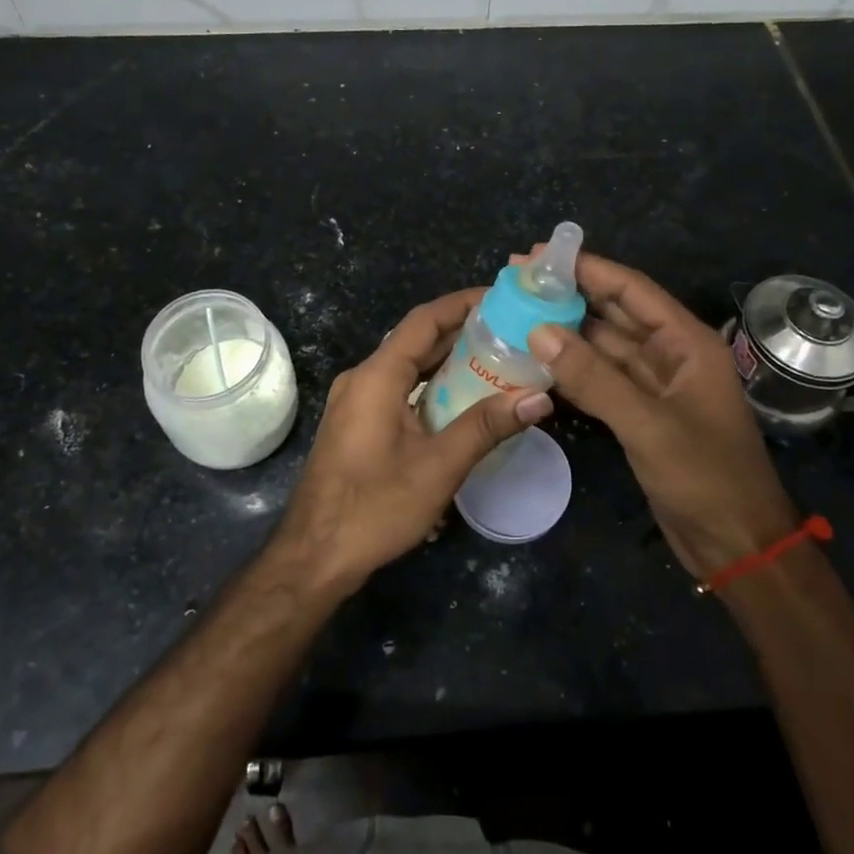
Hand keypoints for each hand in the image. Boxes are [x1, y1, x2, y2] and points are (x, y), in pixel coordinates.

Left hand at [272, 288, 552, 594]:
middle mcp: (362, 378)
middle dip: (462, 331)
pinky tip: (463, 398)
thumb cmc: (374, 508)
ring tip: (497, 357)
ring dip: (447, 359)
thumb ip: (487, 427)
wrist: (314, 556)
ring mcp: (356, 401)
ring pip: (408, 366)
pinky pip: (399, 388)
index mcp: (377, 376)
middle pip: (416, 340)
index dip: (462, 303)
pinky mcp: (357, 423)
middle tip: (511, 329)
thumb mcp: (438, 467)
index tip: (501, 297)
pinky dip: (431, 384)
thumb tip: (539, 398)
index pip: (424, 321)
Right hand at [523, 252, 797, 580]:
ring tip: (518, 314)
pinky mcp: (642, 413)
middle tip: (517, 282)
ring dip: (567, 332)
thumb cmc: (705, 477)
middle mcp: (671, 355)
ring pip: (605, 346)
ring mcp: (656, 385)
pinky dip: (573, 368)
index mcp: (687, 343)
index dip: (587, 268)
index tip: (538, 256)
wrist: (737, 545)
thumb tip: (538, 330)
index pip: (631, 290)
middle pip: (615, 313)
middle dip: (570, 295)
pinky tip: (537, 360)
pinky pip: (602, 379)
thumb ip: (593, 377)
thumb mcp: (648, 424)